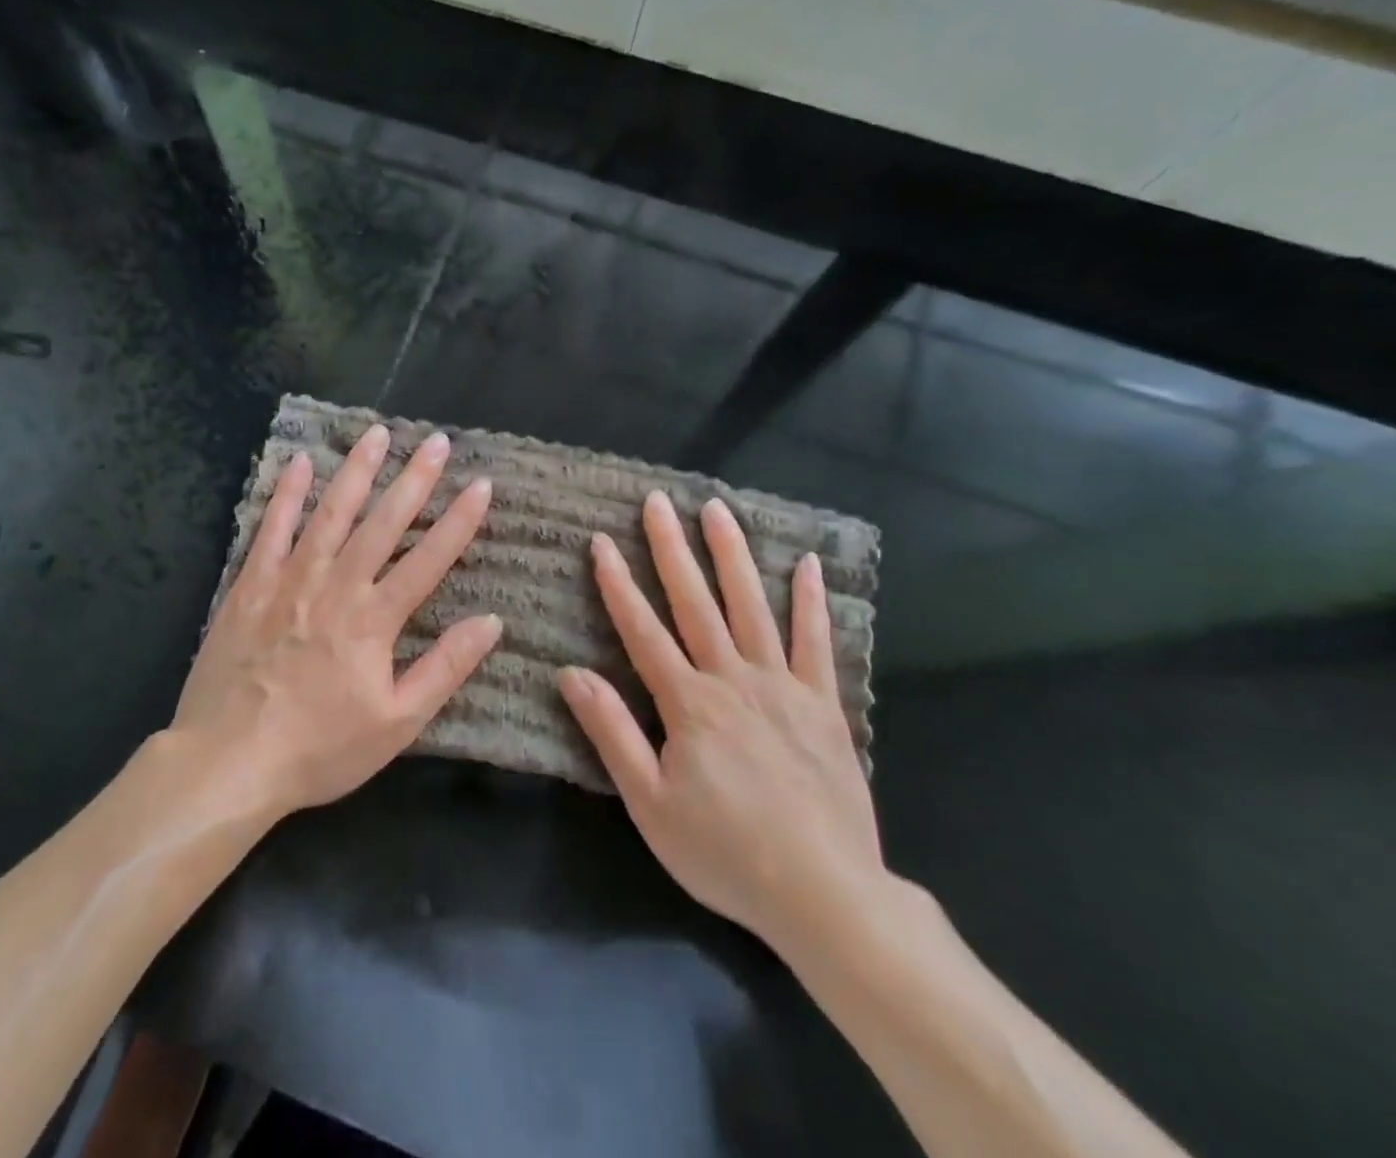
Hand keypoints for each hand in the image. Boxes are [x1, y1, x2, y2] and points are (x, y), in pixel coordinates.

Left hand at [172, 423, 499, 820]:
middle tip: (437, 441)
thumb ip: (444, 668)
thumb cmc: (319, 749)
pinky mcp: (250, 584)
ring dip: (357, 471)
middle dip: (415, 480)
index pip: (429, 559)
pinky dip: (286, 494)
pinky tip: (301, 463)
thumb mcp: (397, 723)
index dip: (459, 521)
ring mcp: (289, 580)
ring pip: (330, 514)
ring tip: (377, 434)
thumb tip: (491, 623)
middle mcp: (336, 586)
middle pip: (383, 523)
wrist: (228, 762)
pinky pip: (271, 529)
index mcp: (374, 620)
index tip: (481, 484)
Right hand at [557, 491, 886, 957]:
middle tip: (657, 501)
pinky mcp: (822, 703)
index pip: (642, 629)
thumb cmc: (725, 852)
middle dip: (671, 548)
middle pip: (695, 602)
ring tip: (716, 509)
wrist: (825, 895)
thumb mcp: (649, 803)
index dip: (618, 583)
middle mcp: (732, 679)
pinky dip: (810, 601)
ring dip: (731, 555)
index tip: (602, 541)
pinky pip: (815, 642)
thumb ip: (611, 733)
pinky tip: (806, 563)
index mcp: (687, 703)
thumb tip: (571, 673)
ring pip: (751, 606)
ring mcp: (782, 686)